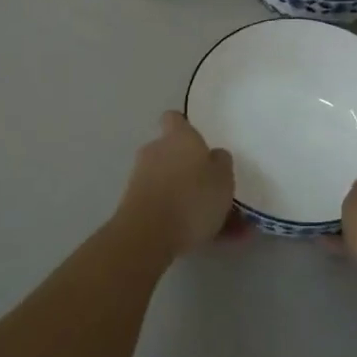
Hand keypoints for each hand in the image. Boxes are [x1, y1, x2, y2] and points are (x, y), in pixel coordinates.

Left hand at [117, 112, 235, 258]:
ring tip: (216, 224)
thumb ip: (221, 162)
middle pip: (172, 153)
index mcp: (178, 137)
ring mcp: (140, 178)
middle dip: (188, 169)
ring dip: (186, 197)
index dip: (185, 128)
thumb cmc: (192, 198)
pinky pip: (162, 206)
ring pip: (169, 183)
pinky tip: (200, 237)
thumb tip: (214, 155)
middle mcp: (155, 151)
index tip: (199, 143)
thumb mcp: (223, 178)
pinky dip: (178, 217)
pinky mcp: (133, 204)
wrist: (148, 236)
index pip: (175, 119)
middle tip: (212, 189)